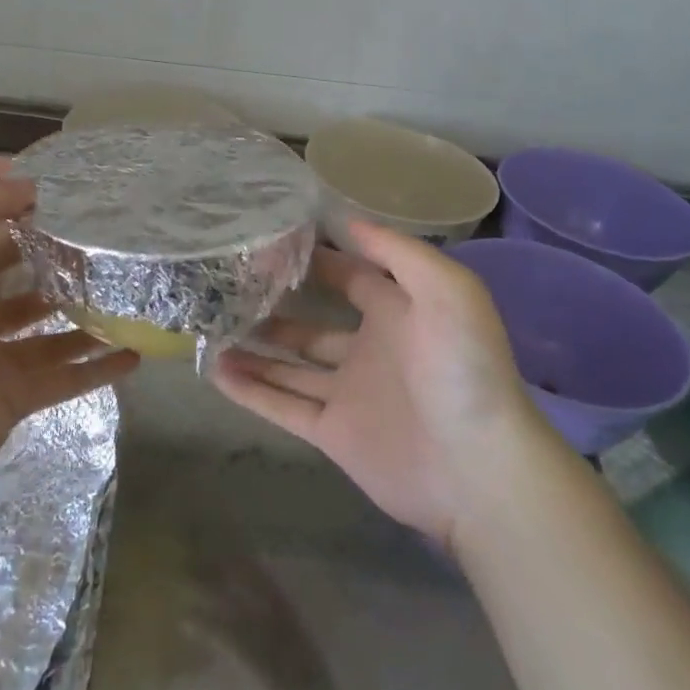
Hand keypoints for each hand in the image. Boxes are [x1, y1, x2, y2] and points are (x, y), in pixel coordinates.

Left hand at [0, 176, 138, 507]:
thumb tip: (30, 184)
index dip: (33, 225)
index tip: (82, 213)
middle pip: (28, 288)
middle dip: (66, 273)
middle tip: (116, 258)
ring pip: (52, 334)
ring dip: (88, 320)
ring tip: (134, 302)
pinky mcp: (14, 401)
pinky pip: (64, 379)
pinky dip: (97, 369)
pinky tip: (134, 354)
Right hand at [210, 220, 535, 548]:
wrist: (478, 469)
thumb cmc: (462, 368)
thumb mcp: (445, 289)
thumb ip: (396, 251)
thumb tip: (345, 219)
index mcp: (398, 312)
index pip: (350, 276)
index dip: (316, 258)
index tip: (271, 241)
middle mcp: (371, 348)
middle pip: (312, 322)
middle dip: (276, 304)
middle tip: (229, 285)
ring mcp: (349, 393)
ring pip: (290, 365)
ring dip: (255, 347)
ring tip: (210, 326)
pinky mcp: (334, 433)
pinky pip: (283, 407)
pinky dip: (250, 390)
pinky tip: (215, 371)